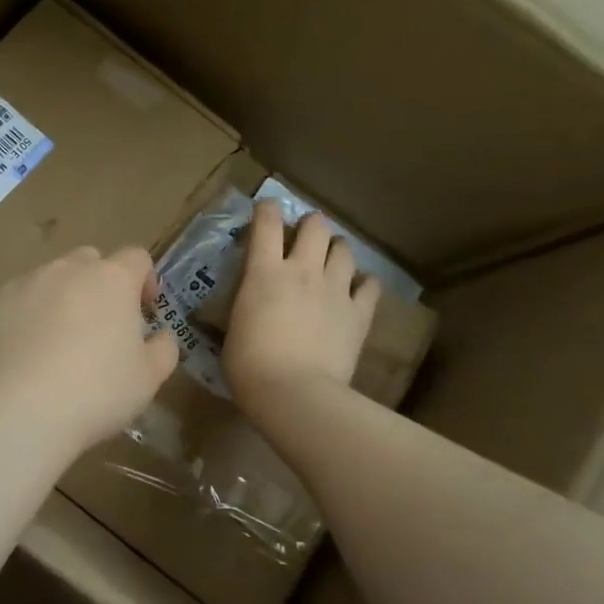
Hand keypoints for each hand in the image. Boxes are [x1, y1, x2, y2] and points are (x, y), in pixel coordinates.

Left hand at [0, 246, 179, 455]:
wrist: (18, 410)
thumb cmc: (96, 391)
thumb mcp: (148, 379)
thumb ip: (163, 349)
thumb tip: (161, 336)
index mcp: (112, 279)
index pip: (137, 258)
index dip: (145, 280)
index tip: (145, 311)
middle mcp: (67, 270)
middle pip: (90, 261)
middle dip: (100, 284)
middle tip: (101, 326)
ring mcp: (24, 284)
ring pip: (50, 279)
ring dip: (61, 299)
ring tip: (58, 343)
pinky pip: (17, 302)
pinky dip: (26, 318)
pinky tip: (25, 355)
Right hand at [224, 200, 378, 412]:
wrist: (294, 393)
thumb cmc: (249, 366)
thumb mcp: (233, 328)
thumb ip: (245, 304)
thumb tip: (248, 303)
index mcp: (264, 272)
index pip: (267, 222)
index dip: (267, 210)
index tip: (266, 211)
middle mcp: (303, 270)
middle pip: (315, 225)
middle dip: (310, 226)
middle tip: (304, 239)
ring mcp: (335, 289)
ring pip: (345, 249)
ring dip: (336, 250)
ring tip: (331, 261)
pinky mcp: (358, 313)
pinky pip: (370, 285)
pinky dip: (364, 283)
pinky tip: (357, 290)